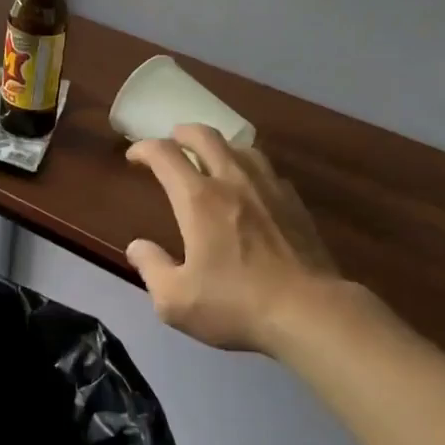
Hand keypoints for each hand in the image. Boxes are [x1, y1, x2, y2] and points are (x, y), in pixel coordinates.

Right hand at [125, 124, 345, 353]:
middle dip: (182, 133)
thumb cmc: (236, 304)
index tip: (134, 157)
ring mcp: (269, 188)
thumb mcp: (176, 300)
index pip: (165, 155)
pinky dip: (249, 169)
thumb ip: (151, 268)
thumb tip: (137, 247)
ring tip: (211, 159)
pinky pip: (267, 171)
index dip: (144, 149)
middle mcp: (232, 181)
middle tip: (171, 142)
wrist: (309, 311)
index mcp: (198, 199)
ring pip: (241, 147)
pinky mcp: (295, 203)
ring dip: (219, 146)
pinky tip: (250, 188)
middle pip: (205, 136)